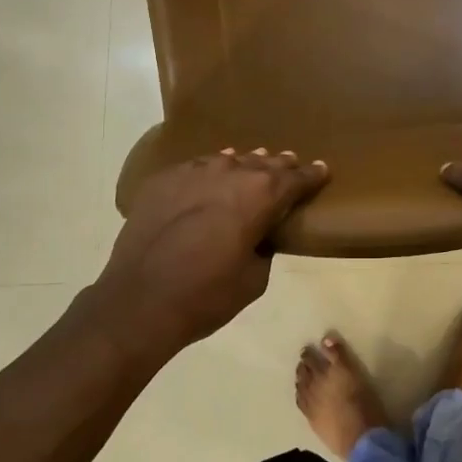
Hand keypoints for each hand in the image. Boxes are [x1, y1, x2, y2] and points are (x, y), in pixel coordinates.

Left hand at [94, 148, 328, 358]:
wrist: (139, 301)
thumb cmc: (206, 295)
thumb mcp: (254, 279)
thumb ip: (264, 248)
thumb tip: (258, 236)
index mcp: (260, 195)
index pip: (295, 179)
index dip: (312, 175)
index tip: (323, 169)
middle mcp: (230, 172)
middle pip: (263, 163)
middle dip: (279, 165)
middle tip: (290, 163)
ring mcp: (193, 172)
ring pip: (229, 160)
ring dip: (244, 165)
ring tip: (252, 165)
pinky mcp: (164, 180)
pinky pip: (196, 168)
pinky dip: (210, 172)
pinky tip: (210, 178)